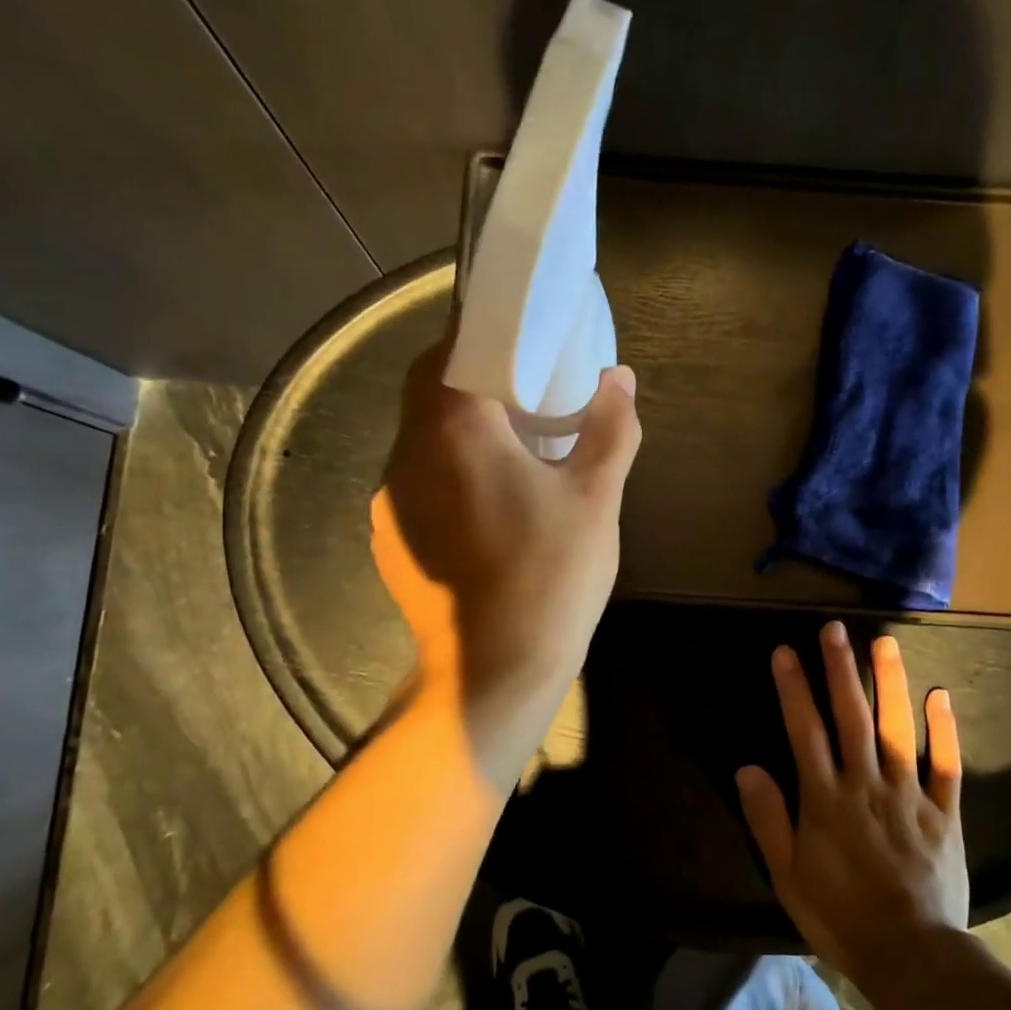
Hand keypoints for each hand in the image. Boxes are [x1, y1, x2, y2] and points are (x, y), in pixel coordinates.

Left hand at [371, 338, 640, 790]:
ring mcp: (391, 501)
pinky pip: (417, 480)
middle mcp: (407, 455)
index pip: (450, 350)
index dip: (480, 335)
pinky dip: (448, 469)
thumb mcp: (596, 498)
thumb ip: (610, 429)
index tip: (517, 340)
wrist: (490, 674)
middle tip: (523, 389)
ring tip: (511, 443)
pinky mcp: (390, 539)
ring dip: (458, 427)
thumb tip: (620, 378)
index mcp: (454, 431)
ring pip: (420, 437)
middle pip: (427, 391)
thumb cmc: (550, 577)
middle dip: (471, 378)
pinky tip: (487, 501)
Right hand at [736, 621, 967, 983]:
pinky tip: (940, 694)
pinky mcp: (943, 812)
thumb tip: (747, 767)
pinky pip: (945, 765)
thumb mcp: (788, 875)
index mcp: (825, 799)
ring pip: (897, 729)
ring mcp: (908, 795)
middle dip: (840, 670)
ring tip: (884, 642)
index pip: (804, 731)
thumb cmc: (841, 916)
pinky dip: (944, 730)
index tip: (785, 651)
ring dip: (890, 683)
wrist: (912, 956)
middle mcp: (865, 784)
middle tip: (835, 629)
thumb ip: (768, 818)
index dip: (793, 689)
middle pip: (851, 717)